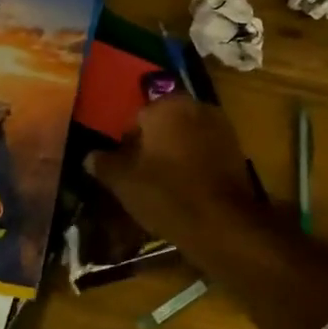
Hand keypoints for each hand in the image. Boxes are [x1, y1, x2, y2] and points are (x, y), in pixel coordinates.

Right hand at [85, 96, 265, 249]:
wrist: (221, 222)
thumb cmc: (166, 194)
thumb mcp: (123, 182)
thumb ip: (104, 164)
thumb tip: (90, 156)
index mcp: (166, 106)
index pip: (136, 117)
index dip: (127, 143)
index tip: (123, 167)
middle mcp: (196, 107)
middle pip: (164, 124)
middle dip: (152, 145)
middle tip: (140, 175)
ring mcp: (221, 127)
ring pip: (186, 137)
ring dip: (174, 154)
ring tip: (163, 184)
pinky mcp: (236, 150)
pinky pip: (205, 152)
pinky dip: (195, 164)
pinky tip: (186, 188)